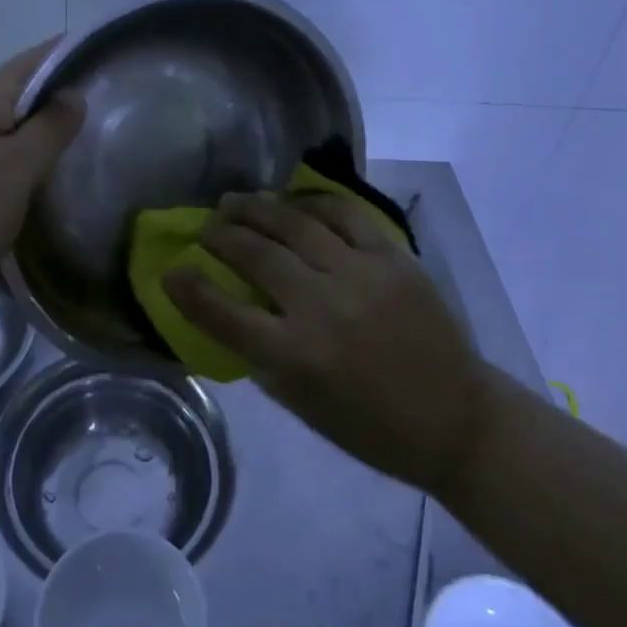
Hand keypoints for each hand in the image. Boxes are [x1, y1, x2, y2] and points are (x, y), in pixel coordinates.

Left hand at [0, 40, 83, 321]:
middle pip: (9, 97)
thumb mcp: (18, 172)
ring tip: (40, 181)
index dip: (67, 57)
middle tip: (80, 139)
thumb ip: (51, 128)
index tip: (99, 67)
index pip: (33, 60)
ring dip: (15, 148)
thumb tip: (71, 93)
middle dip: (44, 113)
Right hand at [163, 191, 490, 496]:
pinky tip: (294, 200)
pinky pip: (344, 214)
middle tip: (208, 227)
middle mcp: (322, 308)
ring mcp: (360, 276)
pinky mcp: (392, 258)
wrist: (455, 417)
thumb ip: (262, 356)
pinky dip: (312, 202)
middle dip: (221, 235)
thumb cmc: (372, 426)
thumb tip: (229, 310)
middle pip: (256, 255)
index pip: (224, 314)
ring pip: (294, 224)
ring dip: (257, 208)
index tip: (171, 270)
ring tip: (236, 201)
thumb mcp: (303, 406)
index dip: (189, 289)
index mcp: (296, 357)